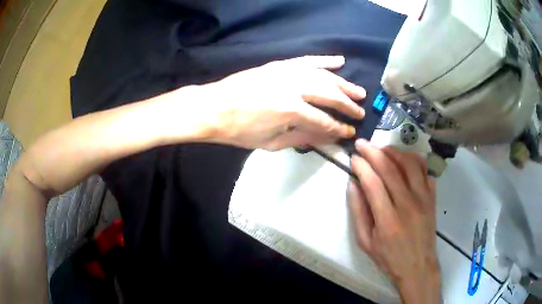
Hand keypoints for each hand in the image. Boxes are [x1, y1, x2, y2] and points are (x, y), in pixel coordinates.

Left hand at [198, 55, 365, 149]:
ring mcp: (286, 72)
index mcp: (290, 111)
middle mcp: (293, 87)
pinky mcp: (279, 65)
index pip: (324, 121)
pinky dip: (324, 60)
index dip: (339, 128)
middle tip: (361, 111)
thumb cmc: (240, 131)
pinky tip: (339, 61)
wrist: (214, 108)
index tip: (350, 132)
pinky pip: (307, 60)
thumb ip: (302, 137)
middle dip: (348, 105)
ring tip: (358, 92)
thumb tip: (327, 136)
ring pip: (323, 76)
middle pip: (329, 95)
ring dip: (343, 84)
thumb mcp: (271, 143)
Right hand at [347, 139, 440, 303]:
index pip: (373, 182)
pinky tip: (404, 158)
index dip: (361, 166)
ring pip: (409, 164)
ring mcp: (423, 198)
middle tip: (362, 143)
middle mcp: (407, 204)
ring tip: (382, 149)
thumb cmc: (389, 257)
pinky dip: (414, 159)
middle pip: (390, 168)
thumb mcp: (365, 242)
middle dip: (373, 152)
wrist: (418, 266)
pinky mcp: (432, 197)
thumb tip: (353, 184)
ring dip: (394, 152)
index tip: (353, 157)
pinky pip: (425, 170)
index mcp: (387, 219)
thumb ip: (358, 213)